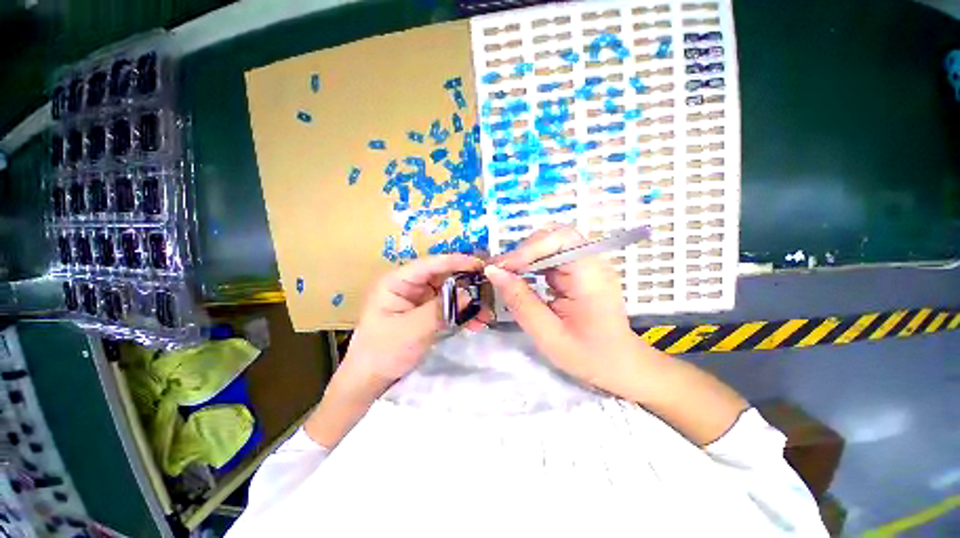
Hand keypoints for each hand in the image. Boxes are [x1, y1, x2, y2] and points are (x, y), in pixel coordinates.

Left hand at [341, 254, 486, 397]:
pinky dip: (462, 314)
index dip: (455, 261)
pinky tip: (476, 323)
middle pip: (443, 277)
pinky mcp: (427, 312)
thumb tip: (468, 294)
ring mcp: (419, 299)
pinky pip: (448, 307)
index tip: (479, 264)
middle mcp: (410, 286)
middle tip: (489, 289)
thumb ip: (440, 309)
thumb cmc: (383, 351)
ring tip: (486, 313)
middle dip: (466, 284)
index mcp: (397, 281)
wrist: (372, 379)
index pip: (429, 265)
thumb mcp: (412, 329)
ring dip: (467, 302)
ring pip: (449, 292)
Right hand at [484, 226, 660, 398]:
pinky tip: (522, 278)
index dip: (529, 248)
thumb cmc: (588, 355)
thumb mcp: (548, 334)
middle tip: (502, 271)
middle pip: (554, 236)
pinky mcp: (579, 271)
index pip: (561, 239)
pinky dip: (533, 264)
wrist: (619, 365)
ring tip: (507, 275)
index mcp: (592, 276)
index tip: (502, 268)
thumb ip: (520, 301)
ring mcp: (587, 264)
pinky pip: (552, 257)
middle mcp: (592, 262)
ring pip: (550, 244)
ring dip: (526, 256)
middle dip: (524, 250)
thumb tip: (493, 272)